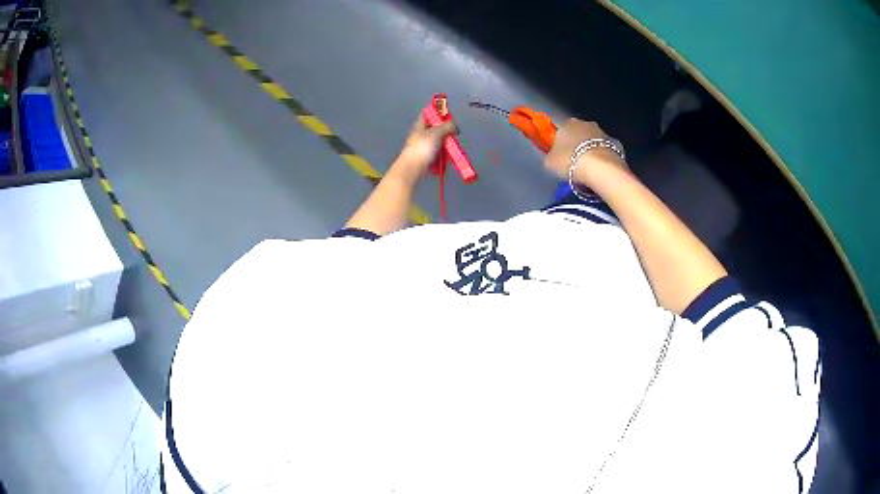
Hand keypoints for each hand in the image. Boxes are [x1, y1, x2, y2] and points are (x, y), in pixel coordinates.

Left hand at [389, 113, 457, 184]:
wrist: (413, 168)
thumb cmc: (423, 147)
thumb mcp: (437, 132)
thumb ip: (448, 126)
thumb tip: (456, 127)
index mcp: (420, 125)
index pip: (428, 113)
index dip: (437, 112)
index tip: (447, 116)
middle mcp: (420, 134)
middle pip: (435, 129)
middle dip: (445, 132)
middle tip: (453, 136)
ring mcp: (422, 147)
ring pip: (437, 143)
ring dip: (445, 146)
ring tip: (451, 150)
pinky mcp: (425, 158)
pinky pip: (437, 154)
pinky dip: (442, 156)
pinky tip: (446, 160)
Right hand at [543, 118, 627, 185]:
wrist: (600, 168)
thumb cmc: (570, 161)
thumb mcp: (549, 162)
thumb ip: (550, 156)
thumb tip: (553, 157)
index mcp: (567, 123)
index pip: (561, 131)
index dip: (560, 143)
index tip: (561, 156)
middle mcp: (585, 123)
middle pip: (579, 134)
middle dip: (577, 145)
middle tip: (574, 162)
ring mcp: (602, 132)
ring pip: (593, 142)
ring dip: (590, 151)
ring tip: (588, 169)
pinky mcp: (615, 144)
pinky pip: (604, 151)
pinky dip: (601, 158)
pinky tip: (599, 170)